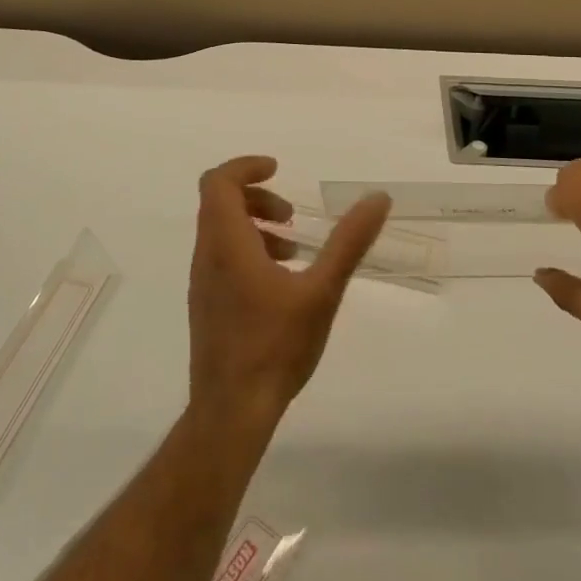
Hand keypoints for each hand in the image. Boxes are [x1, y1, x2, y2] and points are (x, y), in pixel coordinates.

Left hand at [187, 156, 391, 432]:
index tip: (278, 170)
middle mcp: (206, 256)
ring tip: (292, 250)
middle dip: (256, 197)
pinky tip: (281, 283)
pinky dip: (247, 249)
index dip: (246, 166)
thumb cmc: (275, 347)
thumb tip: (377, 198)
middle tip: (291, 216)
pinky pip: (221, 257)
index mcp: (226, 244)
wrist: (231, 414)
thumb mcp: (322, 291)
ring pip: (219, 231)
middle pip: (218, 202)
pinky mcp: (206, 306)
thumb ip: (349, 242)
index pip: (218, 182)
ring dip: (253, 225)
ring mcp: (202, 283)